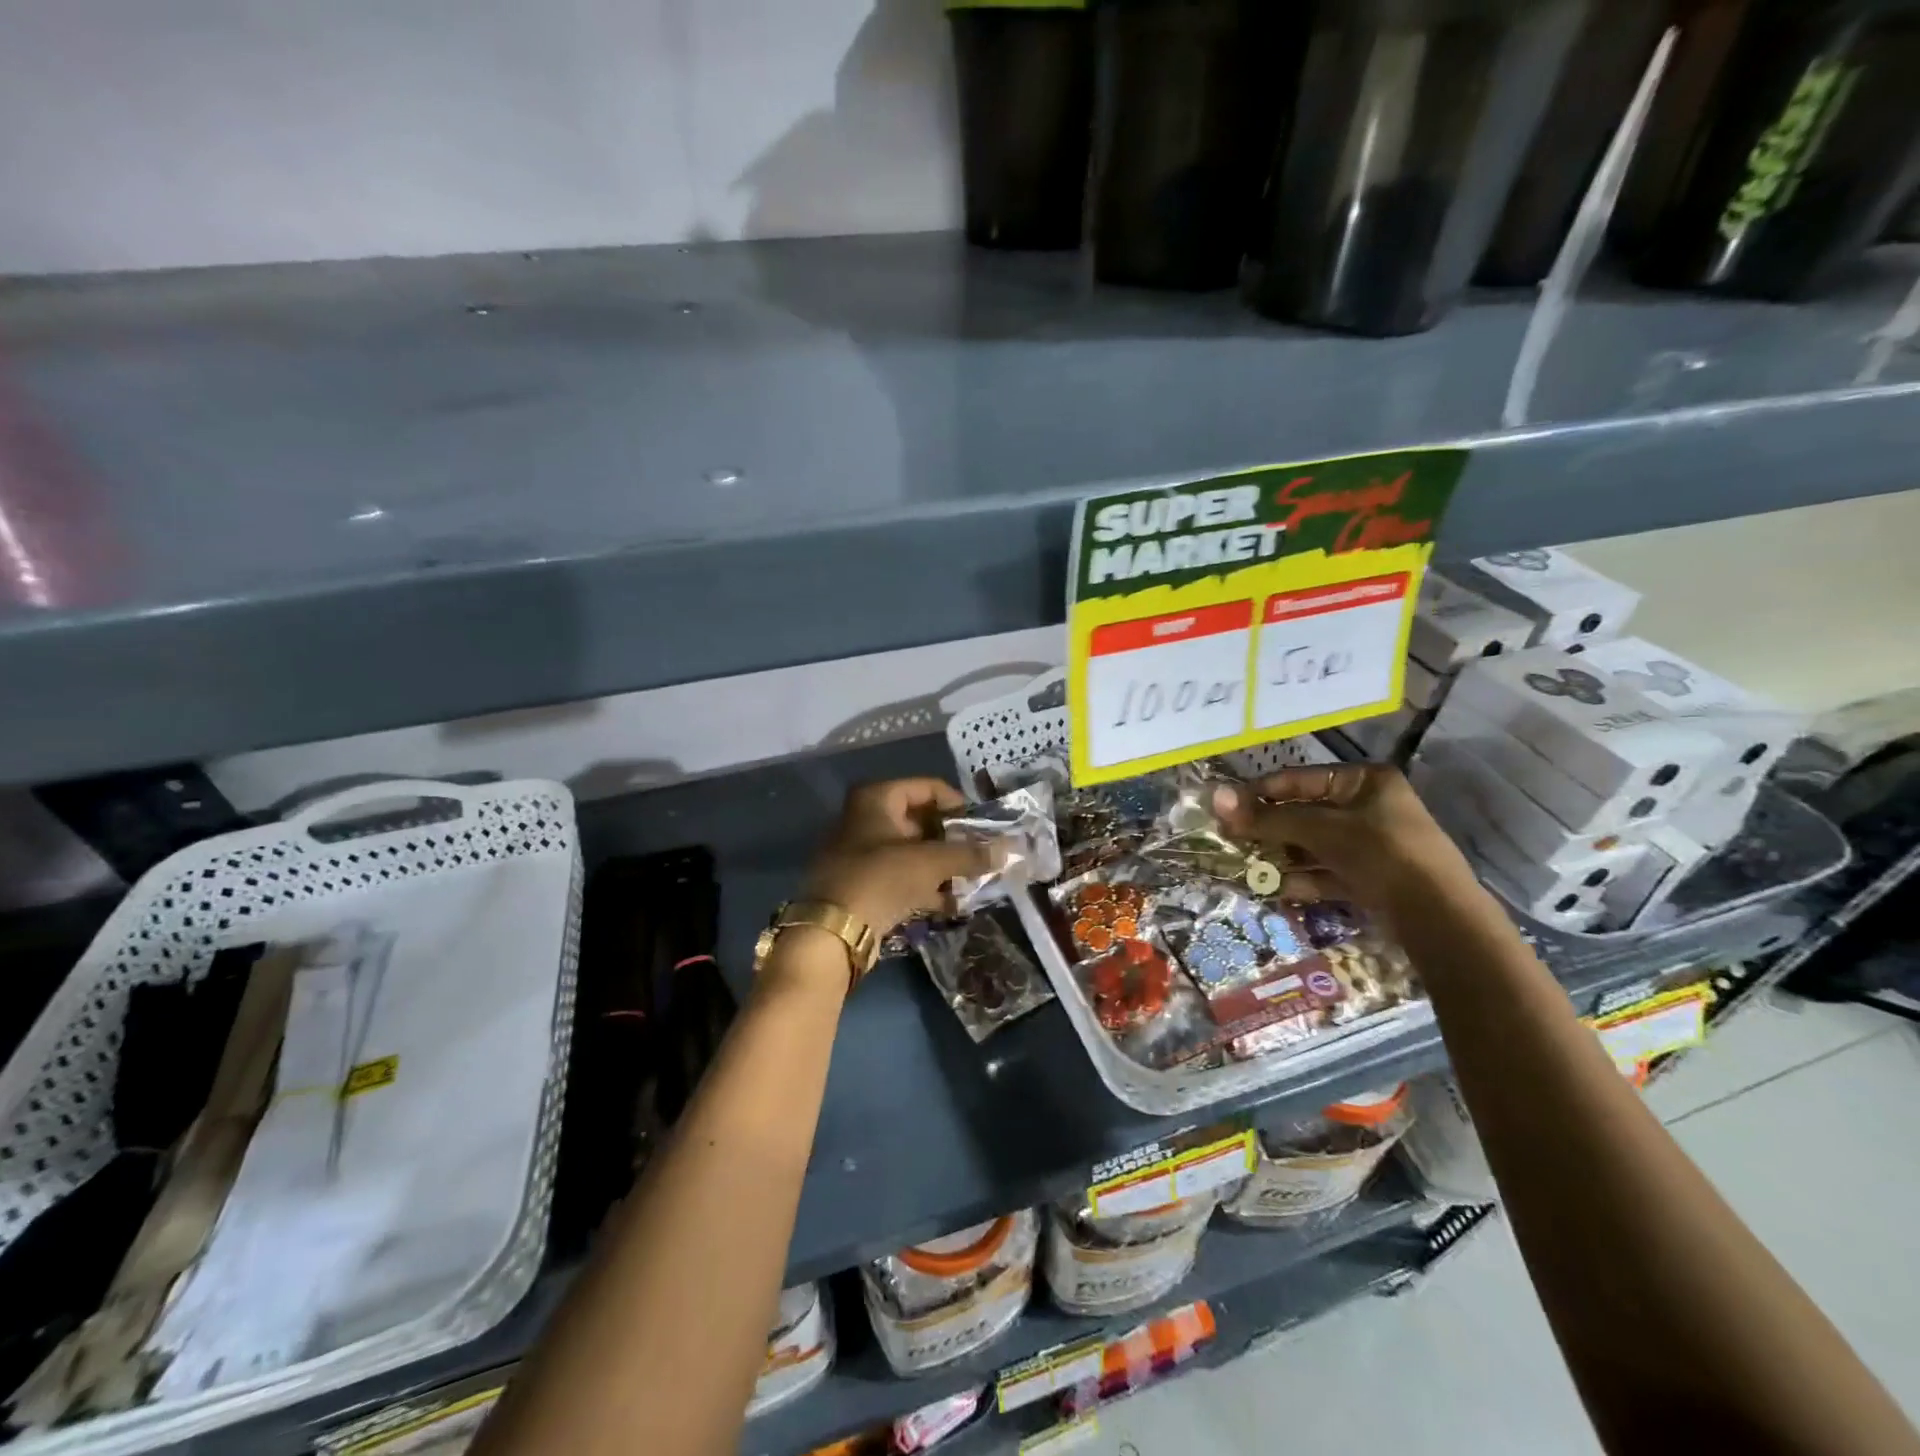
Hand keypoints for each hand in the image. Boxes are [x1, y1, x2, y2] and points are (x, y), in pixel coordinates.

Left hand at [801, 778, 999, 934]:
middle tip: (982, 857)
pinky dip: (925, 886)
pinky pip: (901, 877)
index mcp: (876, 798)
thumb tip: (1009, 849)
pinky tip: (952, 904)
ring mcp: (861, 852)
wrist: (832, 931)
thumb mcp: (931, 862)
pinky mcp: (862, 883)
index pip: (929, 788)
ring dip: (943, 867)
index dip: (959, 806)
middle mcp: (865, 818)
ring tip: (973, 882)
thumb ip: (971, 854)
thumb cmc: (882, 878)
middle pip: (921, 821)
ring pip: (913, 852)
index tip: (984, 828)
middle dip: (954, 841)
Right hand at [1211, 764, 1477, 918]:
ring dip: (1281, 856)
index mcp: (1364, 781)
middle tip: (1231, 839)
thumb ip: (1268, 817)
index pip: (1299, 779)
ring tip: (1247, 867)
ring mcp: (1372, 844)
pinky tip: (1274, 889)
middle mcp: (1369, 807)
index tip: (1225, 808)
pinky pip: (1327, 871)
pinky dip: (1303, 879)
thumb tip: (1216, 797)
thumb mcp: (1320, 830)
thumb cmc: (1381, 853)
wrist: (1440, 917)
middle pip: (1304, 813)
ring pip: (1313, 845)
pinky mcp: (1372, 877)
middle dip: (1268, 829)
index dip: (1260, 792)